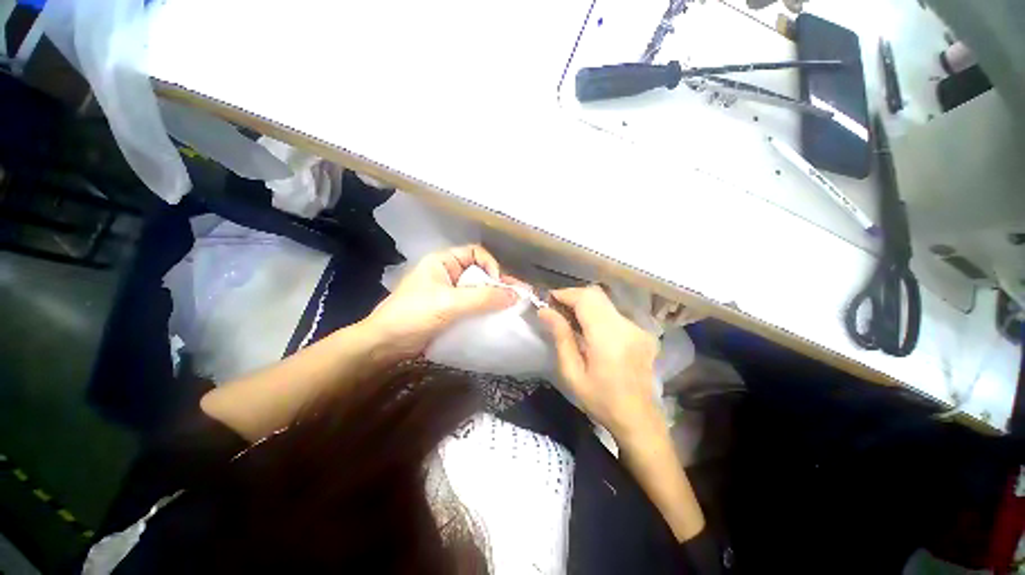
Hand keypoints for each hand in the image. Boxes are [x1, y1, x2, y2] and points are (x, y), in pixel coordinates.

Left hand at [364, 245, 517, 359]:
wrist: (385, 345)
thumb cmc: (413, 315)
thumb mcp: (450, 303)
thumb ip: (483, 298)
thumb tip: (515, 296)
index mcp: (444, 262)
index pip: (476, 254)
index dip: (490, 265)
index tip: (497, 285)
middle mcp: (448, 274)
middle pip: (480, 273)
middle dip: (499, 284)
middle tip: (521, 297)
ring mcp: (449, 293)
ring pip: (478, 291)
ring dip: (495, 299)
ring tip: (515, 308)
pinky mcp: (450, 311)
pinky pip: (473, 306)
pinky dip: (486, 311)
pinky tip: (499, 319)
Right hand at [539, 286, 662, 441]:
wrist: (638, 418)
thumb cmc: (601, 400)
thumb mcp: (572, 373)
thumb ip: (561, 337)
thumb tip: (545, 311)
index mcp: (608, 338)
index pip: (586, 299)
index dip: (565, 294)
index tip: (549, 299)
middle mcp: (626, 326)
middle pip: (596, 294)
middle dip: (573, 296)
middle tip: (557, 308)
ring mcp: (637, 328)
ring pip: (605, 302)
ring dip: (585, 304)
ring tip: (570, 319)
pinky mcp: (642, 332)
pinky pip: (614, 313)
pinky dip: (598, 313)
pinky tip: (590, 330)